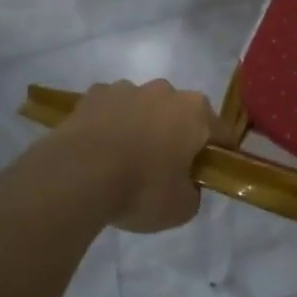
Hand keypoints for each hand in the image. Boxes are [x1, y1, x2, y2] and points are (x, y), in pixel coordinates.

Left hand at [55, 80, 220, 232]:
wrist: (76, 177)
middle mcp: (165, 91)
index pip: (220, 133)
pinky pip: (109, 110)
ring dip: (141, 127)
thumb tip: (187, 185)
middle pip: (180, 114)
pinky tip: (99, 151)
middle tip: (164, 171)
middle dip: (176, 136)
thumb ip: (193, 192)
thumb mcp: (182, 208)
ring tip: (124, 161)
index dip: (218, 155)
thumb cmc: (141, 189)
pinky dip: (109, 125)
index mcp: (196, 112)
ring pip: (143, 108)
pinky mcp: (92, 95)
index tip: (208, 175)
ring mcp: (126, 88)